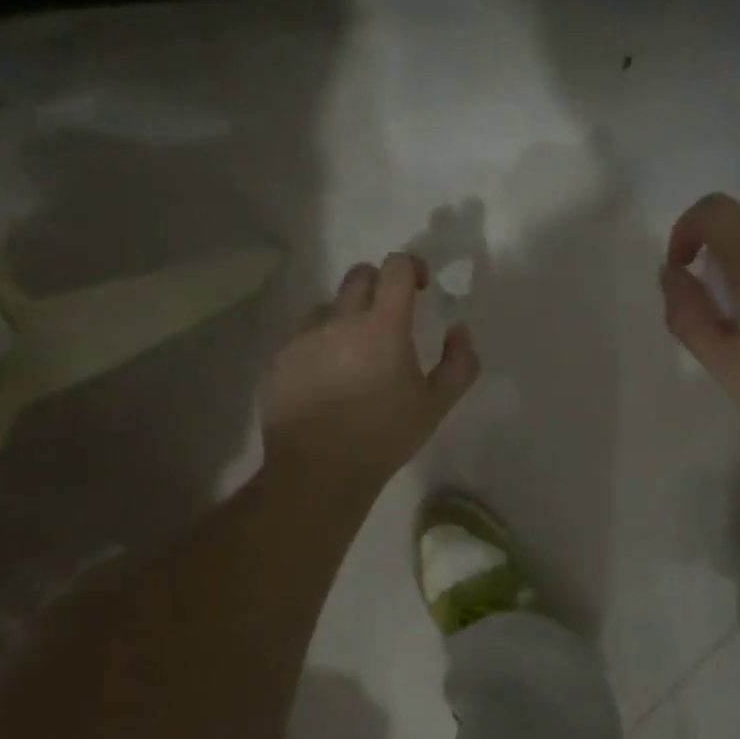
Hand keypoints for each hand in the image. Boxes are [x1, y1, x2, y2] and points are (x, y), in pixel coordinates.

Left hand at [261, 253, 479, 491]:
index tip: (420, 288)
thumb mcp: (436, 405)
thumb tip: (459, 330)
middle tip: (390, 321)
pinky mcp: (280, 358)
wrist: (318, 472)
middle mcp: (340, 319)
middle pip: (359, 275)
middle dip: (379, 286)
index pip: (396, 267)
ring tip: (354, 358)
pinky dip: (320, 346)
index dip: (412, 266)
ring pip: (329, 307)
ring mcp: (304, 337)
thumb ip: (459, 363)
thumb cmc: (384, 437)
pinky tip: (327, 381)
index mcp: (382, 325)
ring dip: (347, 318)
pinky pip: (304, 336)